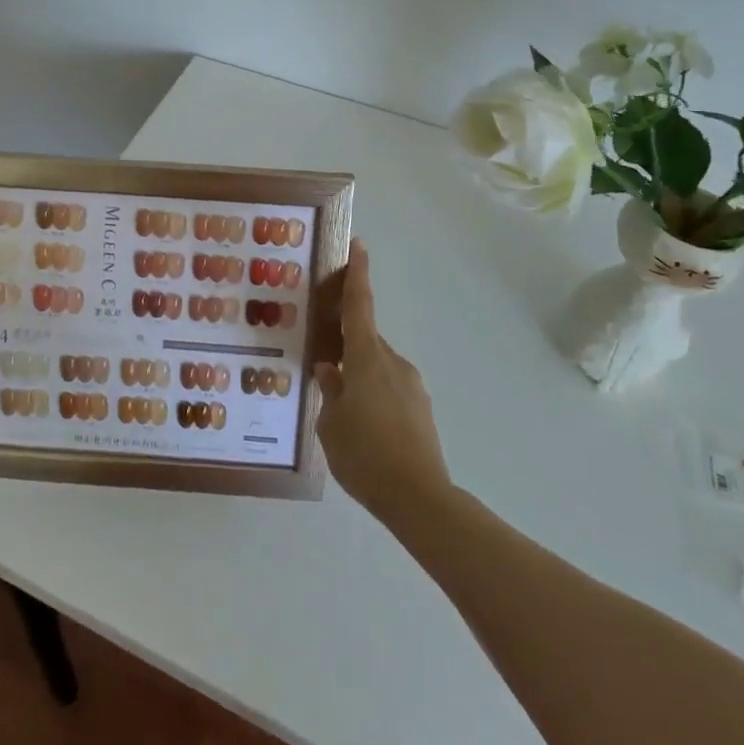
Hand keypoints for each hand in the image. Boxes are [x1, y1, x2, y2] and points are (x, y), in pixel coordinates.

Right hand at [314, 240, 451, 525]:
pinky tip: (362, 427)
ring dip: (358, 376)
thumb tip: (330, 371)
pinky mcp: (420, 409)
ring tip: (340, 410)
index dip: (358, 275)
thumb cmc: (365, 455)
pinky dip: (373, 395)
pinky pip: (389, 389)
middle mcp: (392, 363)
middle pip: (364, 340)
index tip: (359, 246)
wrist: (420, 498)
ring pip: (376, 367)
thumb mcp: (331, 424)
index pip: (360, 306)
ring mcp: (411, 385)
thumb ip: (329, 391)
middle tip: (323, 360)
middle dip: (345, 345)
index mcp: (366, 359)